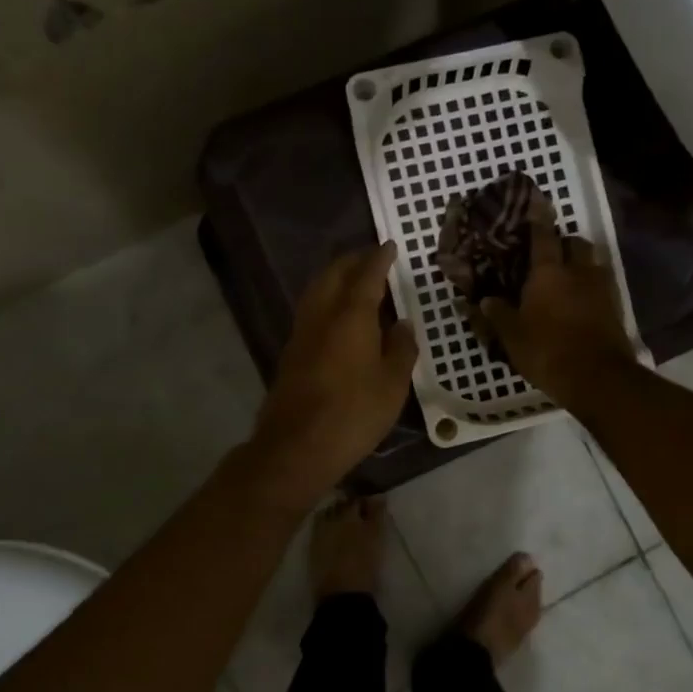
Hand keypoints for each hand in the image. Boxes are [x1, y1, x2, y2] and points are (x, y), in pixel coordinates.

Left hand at [246, 243, 417, 507]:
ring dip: (336, 278)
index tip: (390, 245)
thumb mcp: (392, 384)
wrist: (297, 446)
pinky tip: (339, 315)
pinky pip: (311, 311)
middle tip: (373, 258)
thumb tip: (401, 324)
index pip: (367, 274)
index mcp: (350, 315)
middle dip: (353, 261)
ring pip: (317, 291)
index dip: (379, 258)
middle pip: (334, 274)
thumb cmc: (354, 413)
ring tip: (356, 281)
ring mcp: (301, 333)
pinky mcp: (291, 352)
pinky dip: (327, 300)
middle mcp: (321, 315)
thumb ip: (400, 348)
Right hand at [473, 223, 633, 405]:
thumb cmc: (547, 351)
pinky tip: (579, 301)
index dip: (538, 218)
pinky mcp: (615, 307)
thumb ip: (498, 314)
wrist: (598, 378)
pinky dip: (590, 287)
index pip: (543, 235)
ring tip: (565, 278)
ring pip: (591, 262)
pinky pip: (601, 285)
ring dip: (580, 263)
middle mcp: (578, 271)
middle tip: (547, 254)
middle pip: (574, 243)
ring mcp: (601, 288)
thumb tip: (484, 300)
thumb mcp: (512, 336)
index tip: (537, 203)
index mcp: (548, 272)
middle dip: (562, 243)